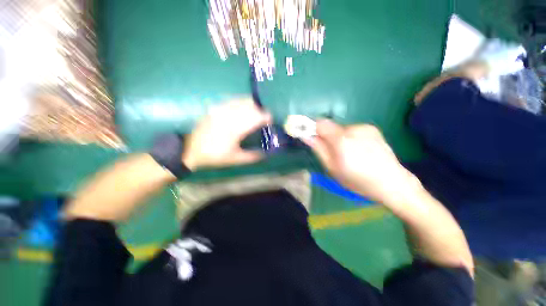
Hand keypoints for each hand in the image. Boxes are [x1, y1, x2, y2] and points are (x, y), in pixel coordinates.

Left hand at [182, 98, 271, 169]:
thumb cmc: (214, 156)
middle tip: (265, 117)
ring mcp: (221, 110)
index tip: (271, 120)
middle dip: (260, 110)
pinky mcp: (215, 109)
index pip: (255, 117)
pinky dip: (241, 102)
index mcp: (235, 129)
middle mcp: (229, 116)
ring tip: (256, 110)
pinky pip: (231, 101)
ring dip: (252, 104)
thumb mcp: (234, 159)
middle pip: (250, 107)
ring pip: (241, 101)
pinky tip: (243, 106)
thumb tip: (265, 154)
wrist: (190, 150)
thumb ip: (251, 156)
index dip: (266, 117)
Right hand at [304, 119, 421, 205]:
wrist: (393, 183)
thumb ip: (319, 149)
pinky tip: (360, 150)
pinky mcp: (372, 128)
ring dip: (339, 138)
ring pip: (341, 129)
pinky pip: (353, 130)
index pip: (320, 123)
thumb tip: (306, 136)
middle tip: (332, 152)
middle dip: (326, 136)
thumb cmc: (358, 180)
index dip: (311, 127)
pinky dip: (350, 137)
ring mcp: (364, 127)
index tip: (310, 135)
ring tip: (349, 153)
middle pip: (331, 126)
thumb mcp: (332, 168)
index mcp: (341, 140)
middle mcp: (353, 129)